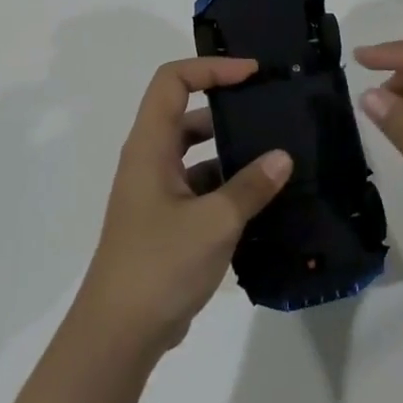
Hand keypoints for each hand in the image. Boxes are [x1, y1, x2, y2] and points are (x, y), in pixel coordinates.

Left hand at [75, 57, 292, 358]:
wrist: (119, 334)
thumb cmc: (160, 264)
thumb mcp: (214, 222)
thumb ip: (251, 186)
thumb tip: (283, 157)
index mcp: (150, 146)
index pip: (173, 81)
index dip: (211, 68)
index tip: (251, 75)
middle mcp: (150, 160)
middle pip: (187, 113)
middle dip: (228, 107)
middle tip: (271, 110)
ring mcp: (157, 192)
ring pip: (196, 152)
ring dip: (231, 150)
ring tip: (277, 154)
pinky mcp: (167, 220)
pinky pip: (200, 186)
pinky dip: (228, 185)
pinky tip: (263, 199)